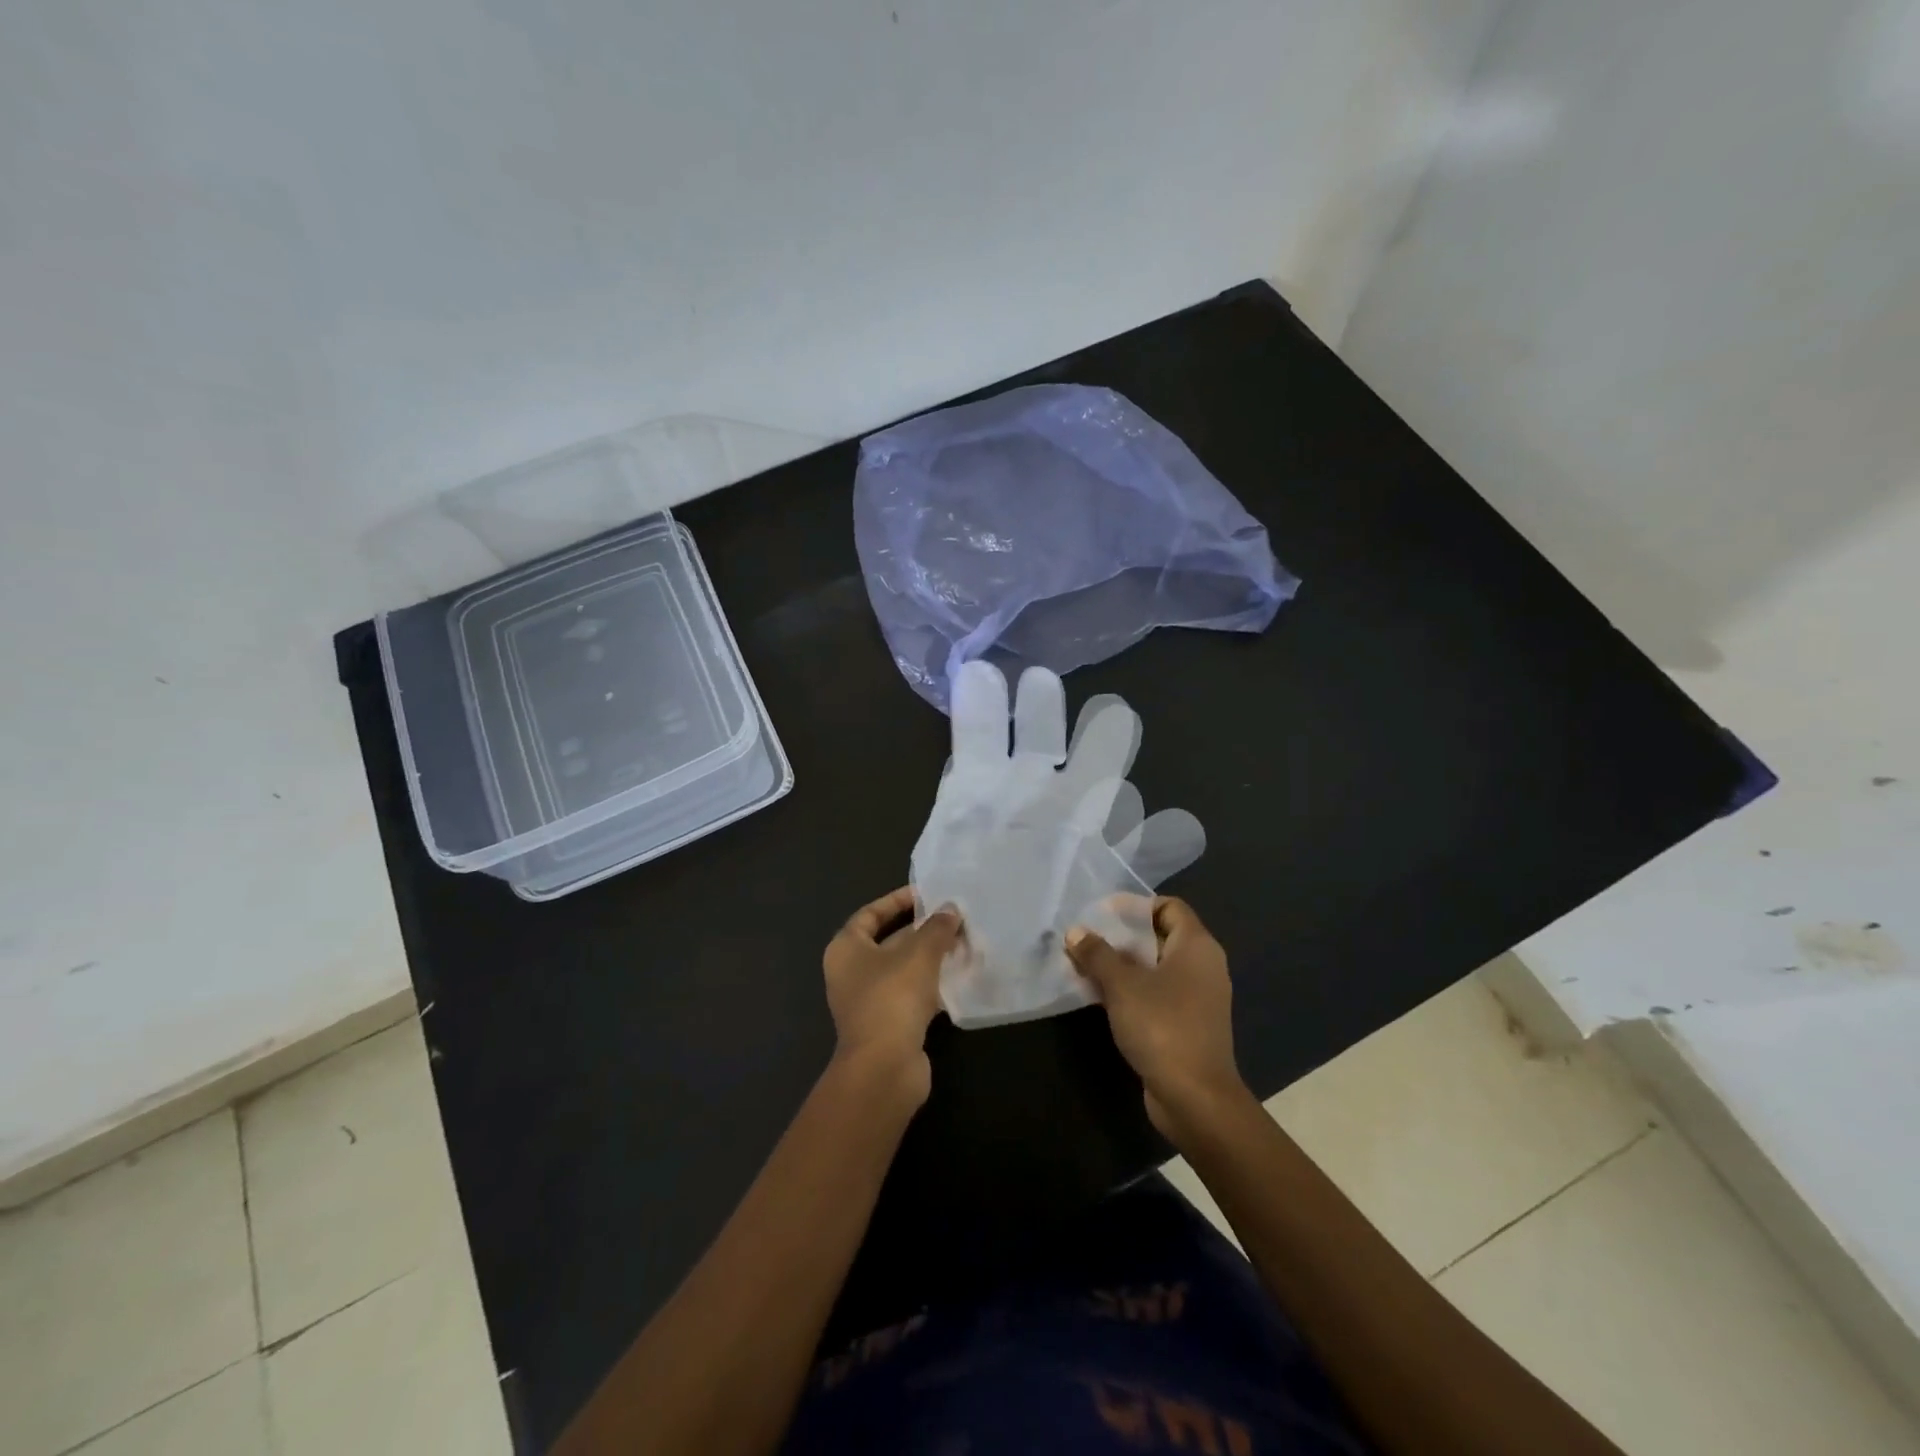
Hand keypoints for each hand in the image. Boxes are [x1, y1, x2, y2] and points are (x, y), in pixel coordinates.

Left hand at [823, 887, 962, 1106]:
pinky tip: (960, 976)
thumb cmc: (892, 997)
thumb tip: (951, 909)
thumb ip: (936, 928)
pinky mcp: (888, 1024)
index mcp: (846, 949)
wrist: (884, 1067)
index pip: (870, 914)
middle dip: (922, 930)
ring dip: (931, 957)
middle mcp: (852, 972)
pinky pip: (911, 994)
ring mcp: (869, 1001)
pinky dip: (933, 984)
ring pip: (903, 969)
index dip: (897, 901)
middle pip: (889, 941)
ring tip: (963, 943)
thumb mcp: (919, 954)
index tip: (926, 895)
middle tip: (954, 918)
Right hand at [1066, 897, 1250, 1142]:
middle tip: (1086, 939)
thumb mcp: (1122, 985)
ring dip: (1122, 966)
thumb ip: (1097, 954)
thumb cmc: (1162, 1027)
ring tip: (1085, 965)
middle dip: (1121, 937)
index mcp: (1196, 946)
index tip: (1103, 914)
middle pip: (1159, 936)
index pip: (1168, 907)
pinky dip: (1131, 990)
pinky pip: (1157, 994)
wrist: (1195, 1098)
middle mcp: (1203, 966)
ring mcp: (1197, 997)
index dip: (1136, 906)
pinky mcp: (1187, 1024)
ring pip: (1155, 968)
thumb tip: (1076, 932)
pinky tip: (1100, 996)